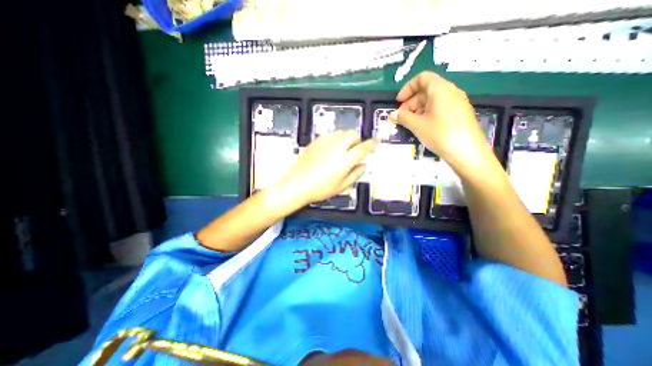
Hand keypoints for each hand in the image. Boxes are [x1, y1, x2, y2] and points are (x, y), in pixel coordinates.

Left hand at [274, 130, 376, 205]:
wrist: (297, 185)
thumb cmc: (318, 189)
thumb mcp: (340, 186)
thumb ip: (355, 174)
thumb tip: (363, 167)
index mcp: (344, 160)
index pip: (363, 148)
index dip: (371, 144)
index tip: (375, 142)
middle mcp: (336, 148)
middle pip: (352, 134)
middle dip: (358, 139)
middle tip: (356, 148)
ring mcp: (324, 143)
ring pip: (341, 132)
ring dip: (346, 138)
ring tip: (343, 149)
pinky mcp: (315, 142)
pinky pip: (330, 134)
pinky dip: (335, 139)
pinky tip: (331, 149)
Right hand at [392, 74, 493, 171]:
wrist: (467, 151)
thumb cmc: (440, 134)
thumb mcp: (417, 125)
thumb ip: (403, 117)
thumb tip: (392, 115)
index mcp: (440, 89)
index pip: (422, 78)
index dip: (407, 88)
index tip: (398, 102)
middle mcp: (451, 91)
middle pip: (427, 89)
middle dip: (411, 101)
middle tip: (402, 116)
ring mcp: (457, 102)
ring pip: (433, 99)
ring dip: (418, 108)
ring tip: (411, 122)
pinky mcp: (460, 113)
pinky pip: (441, 107)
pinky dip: (428, 112)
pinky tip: (423, 126)